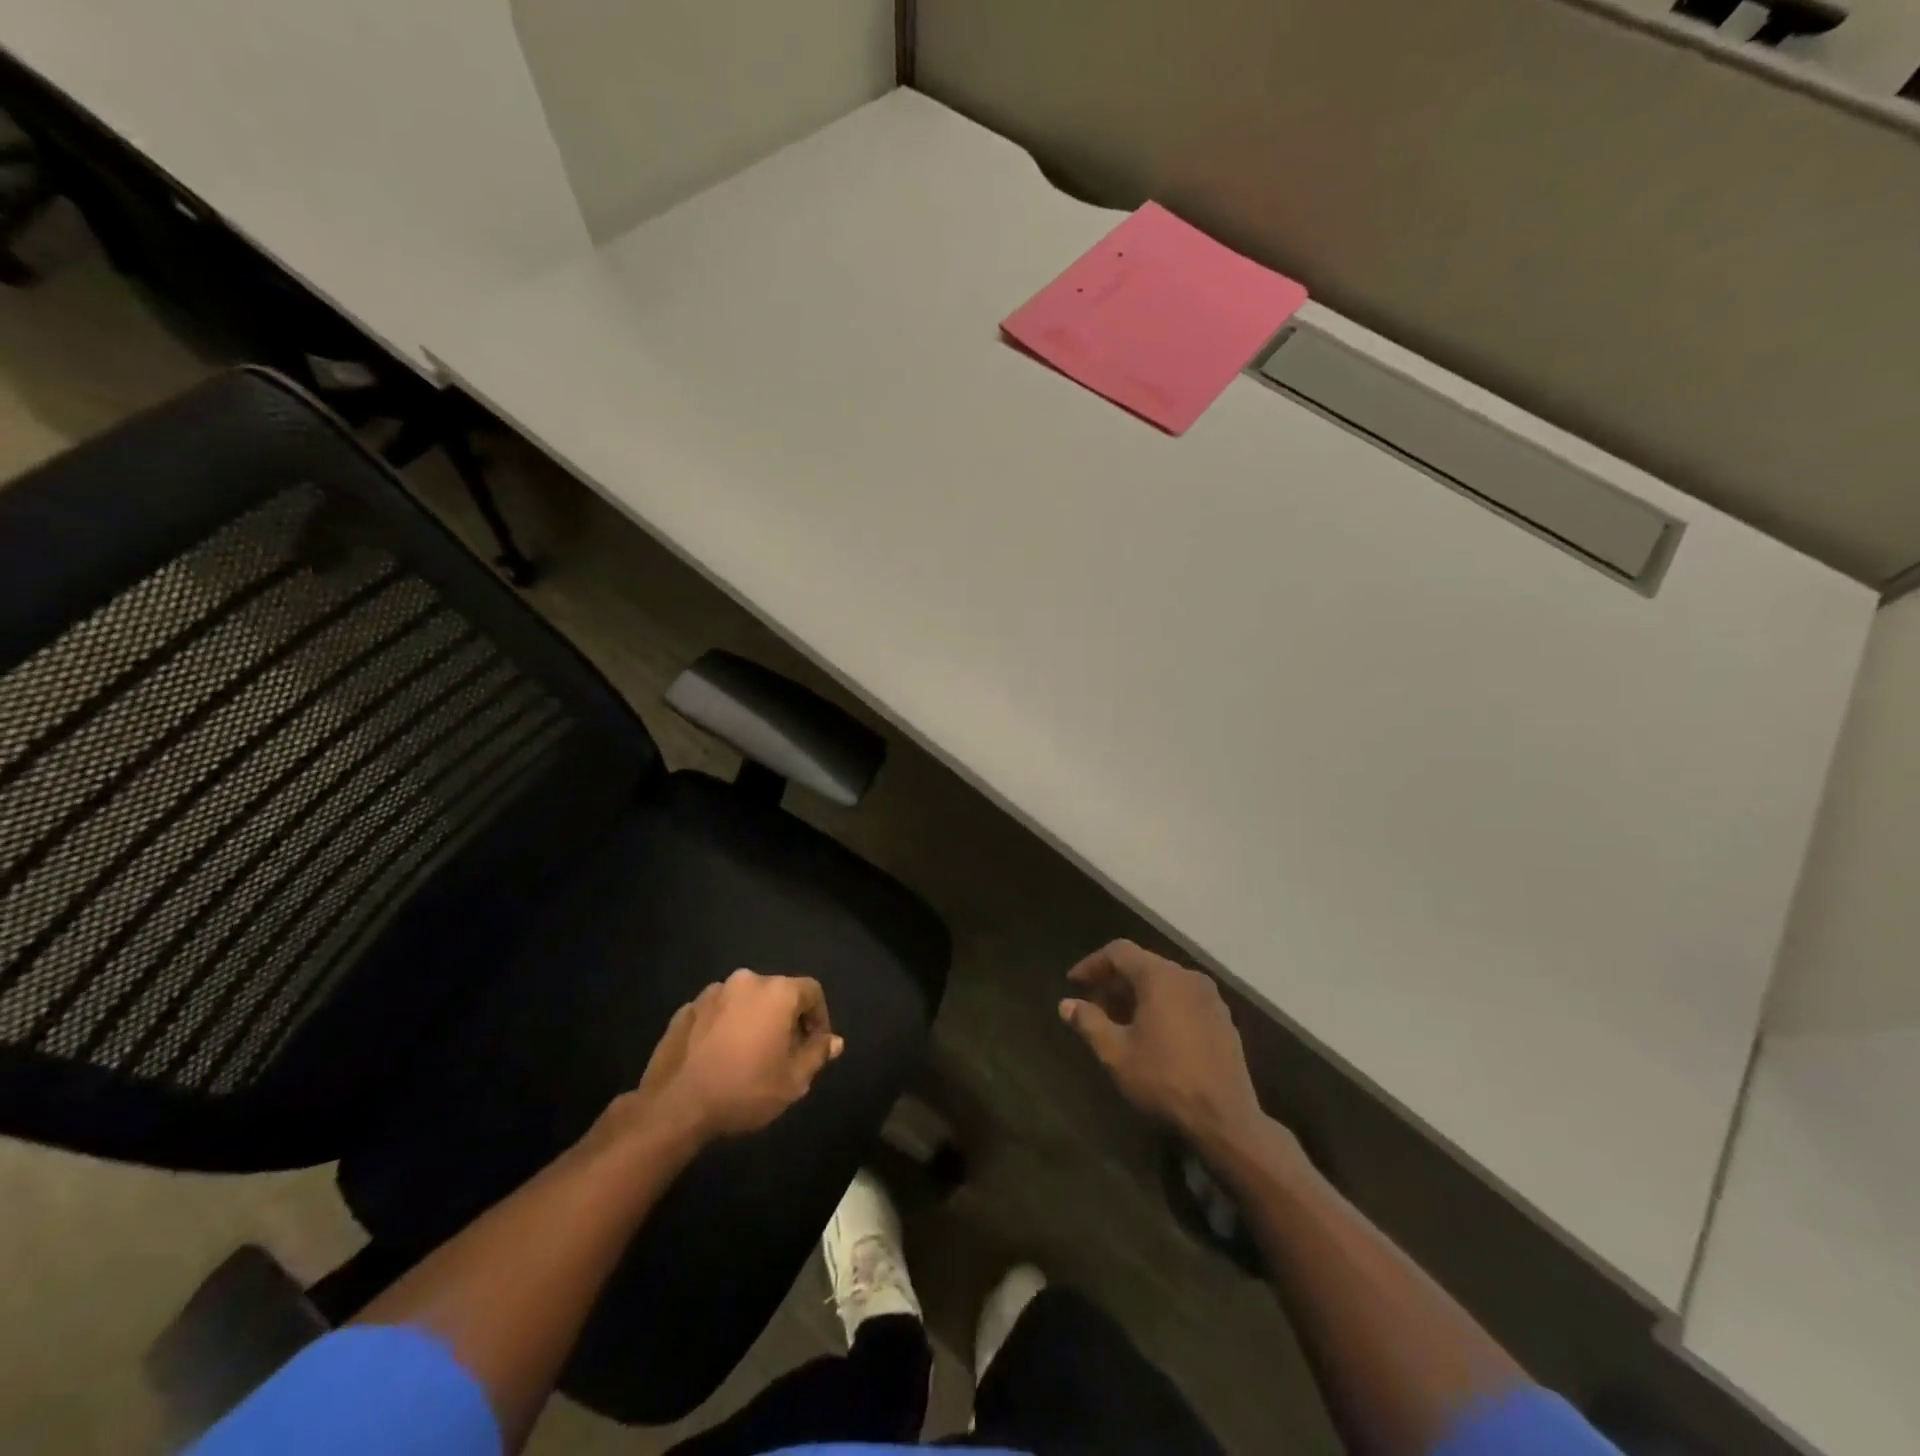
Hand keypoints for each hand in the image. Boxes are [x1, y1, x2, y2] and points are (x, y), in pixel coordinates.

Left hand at [632, 969, 843, 1141]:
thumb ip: (817, 1054)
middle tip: (784, 1053)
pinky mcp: (686, 1009)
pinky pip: (717, 1012)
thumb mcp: (793, 1081)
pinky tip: (719, 1057)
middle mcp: (746, 981)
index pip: (812, 991)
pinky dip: (725, 1026)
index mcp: (777, 992)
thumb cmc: (744, 1090)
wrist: (674, 1107)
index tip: (815, 1046)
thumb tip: (833, 1041)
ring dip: (753, 1020)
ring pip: (745, 1001)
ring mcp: (711, 992)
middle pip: (778, 993)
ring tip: (749, 1055)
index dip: (819, 1017)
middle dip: (786, 1018)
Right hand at [1061, 940, 1274, 1154]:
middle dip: (1114, 982)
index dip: (1092, 964)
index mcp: (1160, 976)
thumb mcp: (1116, 1053)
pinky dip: (1162, 1006)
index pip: (1119, 952)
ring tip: (1120, 1022)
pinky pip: (1184, 999)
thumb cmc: (1164, 1080)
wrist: (1226, 1119)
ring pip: (1165, 982)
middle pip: (1143, 965)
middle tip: (1093, 1006)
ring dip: (1138, 995)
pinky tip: (1153, 1035)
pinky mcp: (1223, 1019)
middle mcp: (1187, 976)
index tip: (1073, 983)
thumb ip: (1089, 1022)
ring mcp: (1210, 997)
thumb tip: (1066, 1004)